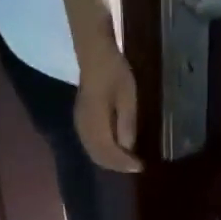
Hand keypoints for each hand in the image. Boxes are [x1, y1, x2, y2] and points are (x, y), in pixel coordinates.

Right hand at [73, 40, 141, 172]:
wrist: (94, 53)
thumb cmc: (113, 71)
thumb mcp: (127, 97)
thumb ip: (127, 124)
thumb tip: (128, 148)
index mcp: (96, 123)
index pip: (110, 152)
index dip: (125, 163)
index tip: (140, 166)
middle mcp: (85, 128)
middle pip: (100, 157)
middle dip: (118, 165)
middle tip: (134, 166)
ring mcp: (80, 125)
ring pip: (94, 154)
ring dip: (110, 161)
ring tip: (125, 162)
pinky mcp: (81, 122)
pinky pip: (90, 146)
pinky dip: (103, 153)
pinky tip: (113, 152)